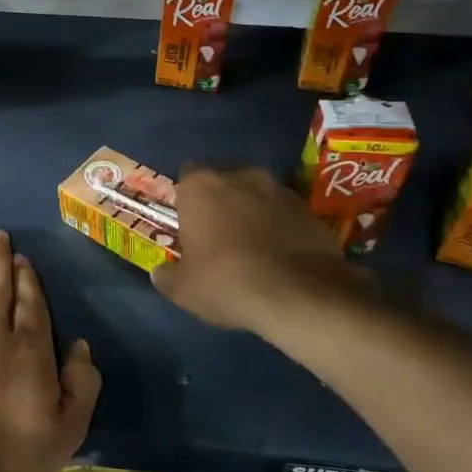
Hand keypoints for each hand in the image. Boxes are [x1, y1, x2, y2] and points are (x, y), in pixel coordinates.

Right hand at [151, 165, 366, 334]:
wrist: (300, 295)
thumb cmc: (227, 282)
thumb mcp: (184, 289)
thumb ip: (168, 276)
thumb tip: (161, 273)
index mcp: (201, 186)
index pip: (186, 177)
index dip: (187, 200)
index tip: (189, 225)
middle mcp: (240, 176)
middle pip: (224, 180)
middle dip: (221, 201)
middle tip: (218, 235)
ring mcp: (279, 189)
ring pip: (257, 194)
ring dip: (253, 212)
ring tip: (253, 246)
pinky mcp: (310, 208)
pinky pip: (285, 213)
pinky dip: (280, 227)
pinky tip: (280, 256)